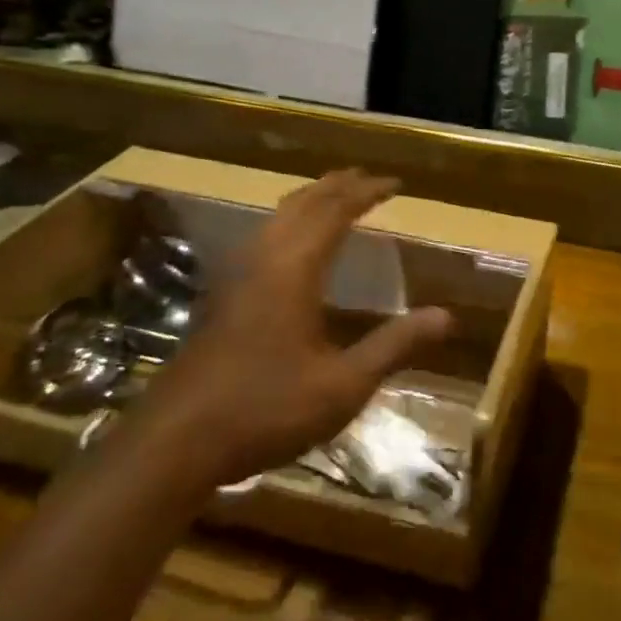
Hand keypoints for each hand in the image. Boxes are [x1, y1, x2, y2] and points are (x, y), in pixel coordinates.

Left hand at [145, 170, 452, 487]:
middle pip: (301, 204)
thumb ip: (394, 346)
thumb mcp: (343, 386)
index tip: (395, 183)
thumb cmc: (265, 410)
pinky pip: (261, 238)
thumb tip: (446, 316)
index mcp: (292, 270)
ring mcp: (234, 277)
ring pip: (275, 218)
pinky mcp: (220, 298)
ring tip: (333, 199)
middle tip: (366, 178)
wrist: (174, 442)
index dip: (366, 192)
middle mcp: (261, 261)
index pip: (334, 212)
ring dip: (309, 200)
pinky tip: (291, 249)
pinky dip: (288, 223)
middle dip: (336, 185)